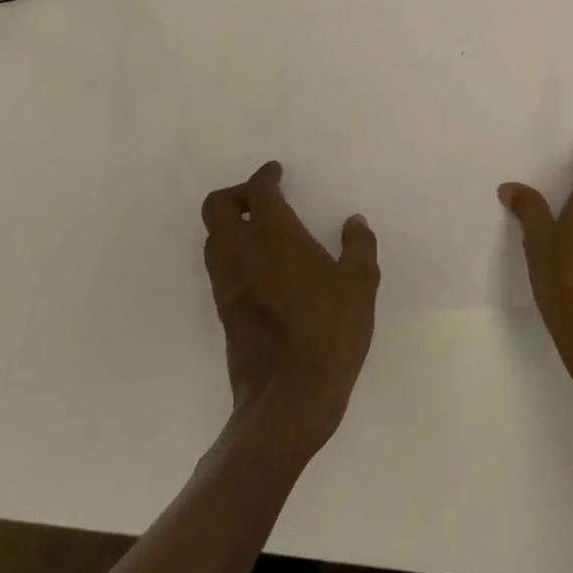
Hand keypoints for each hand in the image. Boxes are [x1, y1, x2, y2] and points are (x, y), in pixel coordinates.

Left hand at [201, 161, 379, 459]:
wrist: (288, 400)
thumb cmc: (329, 334)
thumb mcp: (360, 286)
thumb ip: (358, 247)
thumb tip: (354, 222)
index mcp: (275, 236)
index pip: (258, 190)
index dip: (265, 175)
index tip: (276, 172)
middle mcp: (242, 252)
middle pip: (218, 207)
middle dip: (236, 194)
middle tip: (262, 198)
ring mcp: (227, 283)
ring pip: (212, 237)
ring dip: (230, 225)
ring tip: (260, 231)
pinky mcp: (223, 311)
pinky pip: (219, 267)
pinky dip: (232, 253)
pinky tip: (260, 268)